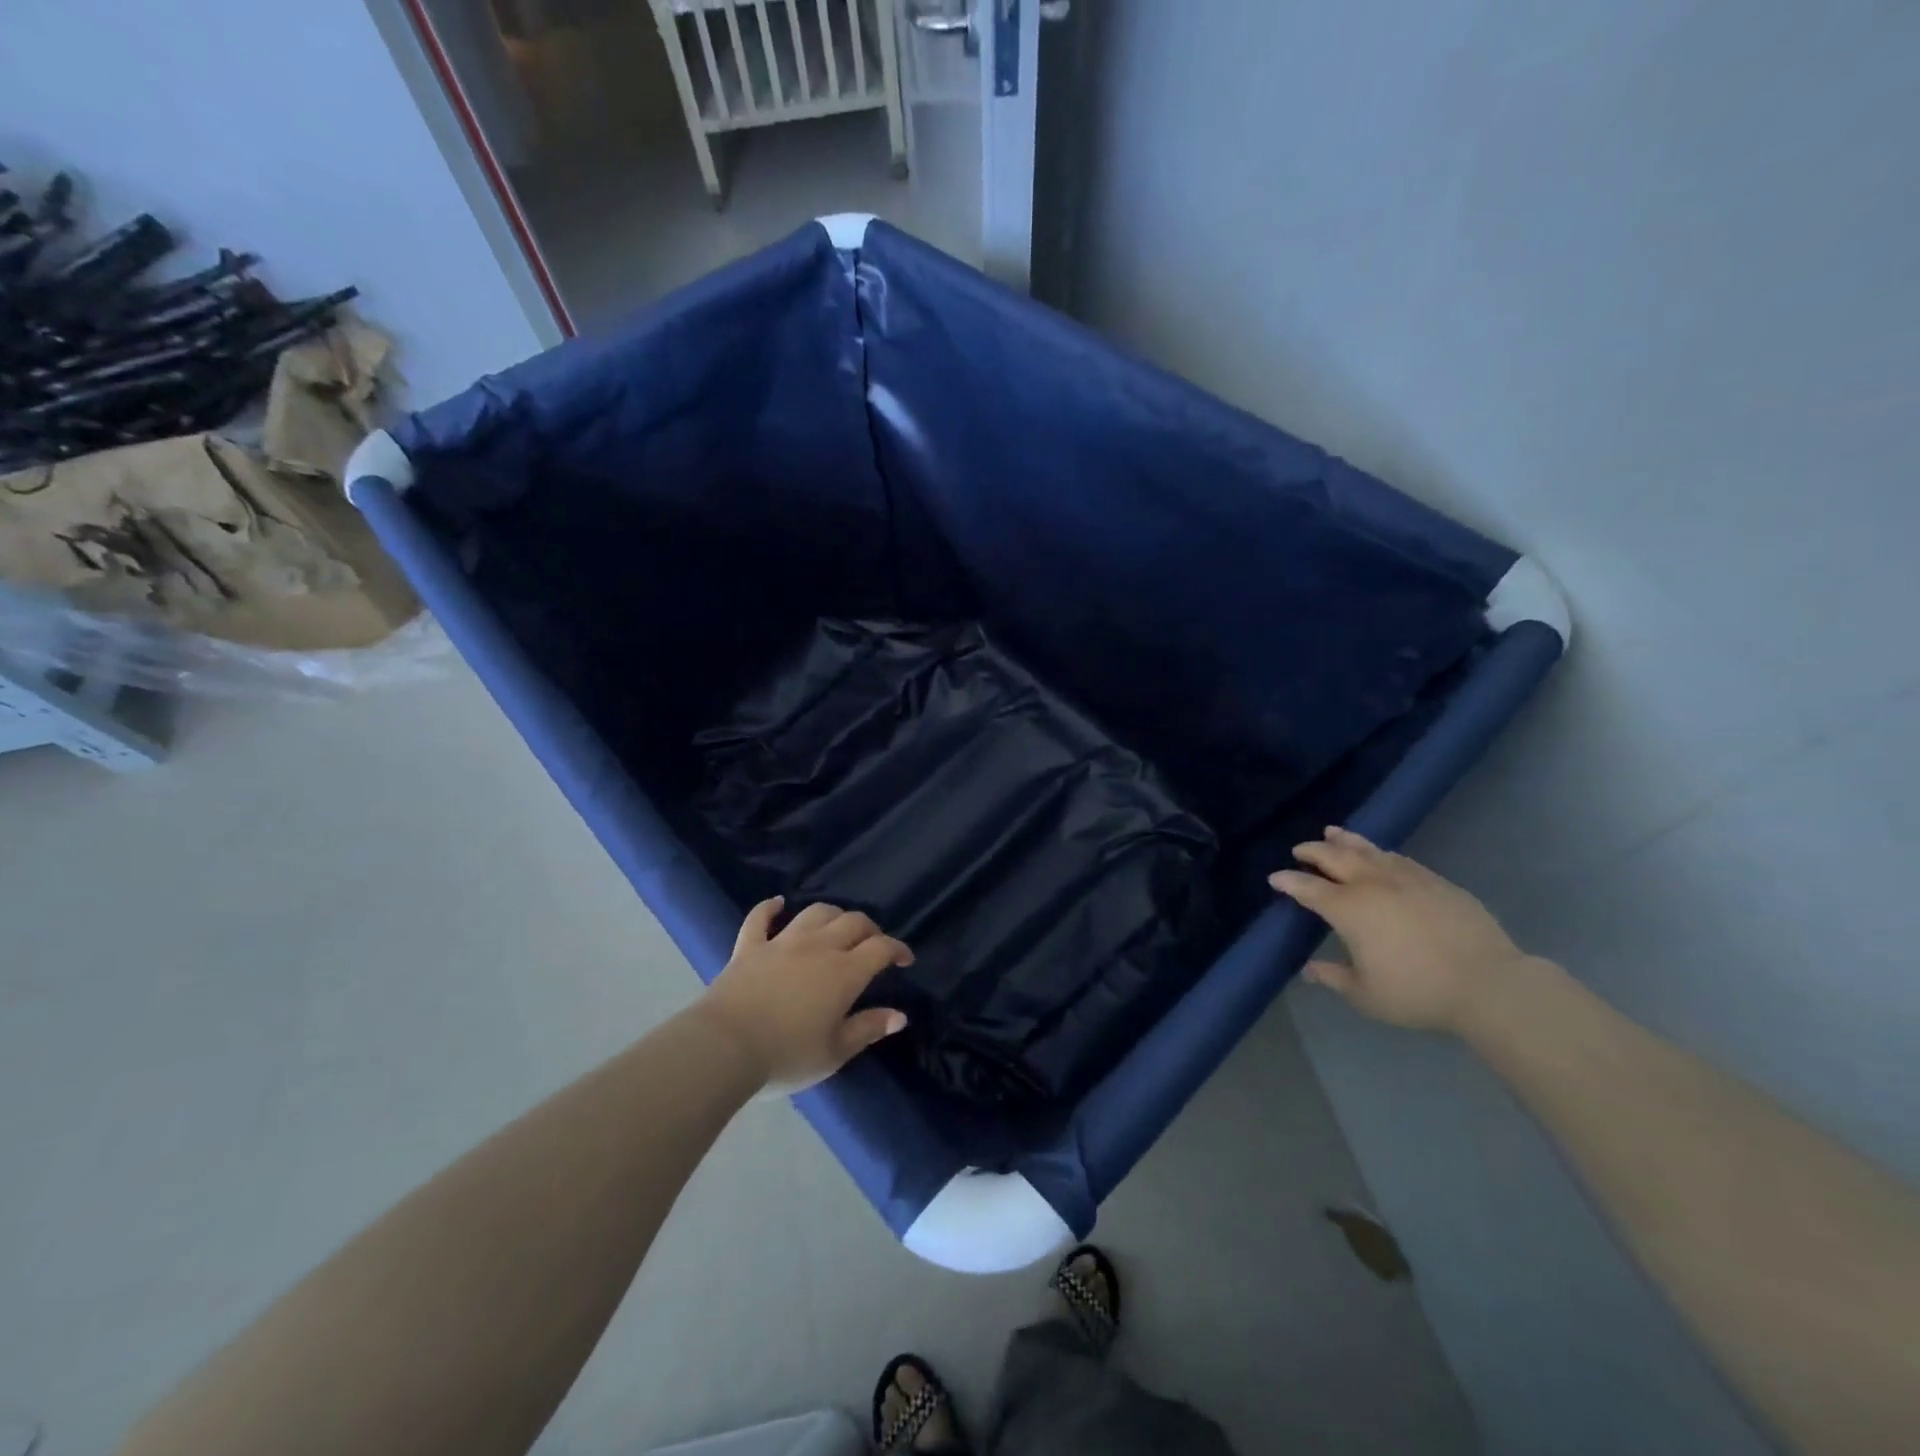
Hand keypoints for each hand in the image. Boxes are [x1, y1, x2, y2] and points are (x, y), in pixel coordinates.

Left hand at [695, 898, 912, 1089]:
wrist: (724, 1048)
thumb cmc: (786, 1055)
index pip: (880, 948)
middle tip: (874, 944)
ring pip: (815, 913)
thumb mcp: (835, 1052)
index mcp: (844, 972)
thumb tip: (900, 1015)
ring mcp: (782, 942)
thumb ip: (868, 1029)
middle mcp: (818, 947)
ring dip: (832, 915)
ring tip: (837, 927)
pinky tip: (778, 903)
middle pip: (852, 922)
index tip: (905, 959)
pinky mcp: (749, 947)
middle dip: (870, 929)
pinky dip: (770, 908)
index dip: (897, 949)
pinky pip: (760, 918)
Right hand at [1269, 827, 1535, 1033]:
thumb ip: (1334, 978)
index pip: (1308, 888)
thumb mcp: (1366, 995)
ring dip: (1344, 840)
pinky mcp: (1436, 881)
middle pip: (1334, 858)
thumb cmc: (1418, 992)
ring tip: (1331, 832)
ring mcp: (1406, 878)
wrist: (1489, 984)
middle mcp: (1372, 885)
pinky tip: (1379, 853)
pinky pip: (1398, 858)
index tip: (1275, 878)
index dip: (1288, 881)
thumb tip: (1310, 970)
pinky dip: (1380, 852)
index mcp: (1348, 909)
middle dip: (1312, 852)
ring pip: (1368, 850)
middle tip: (1299, 850)